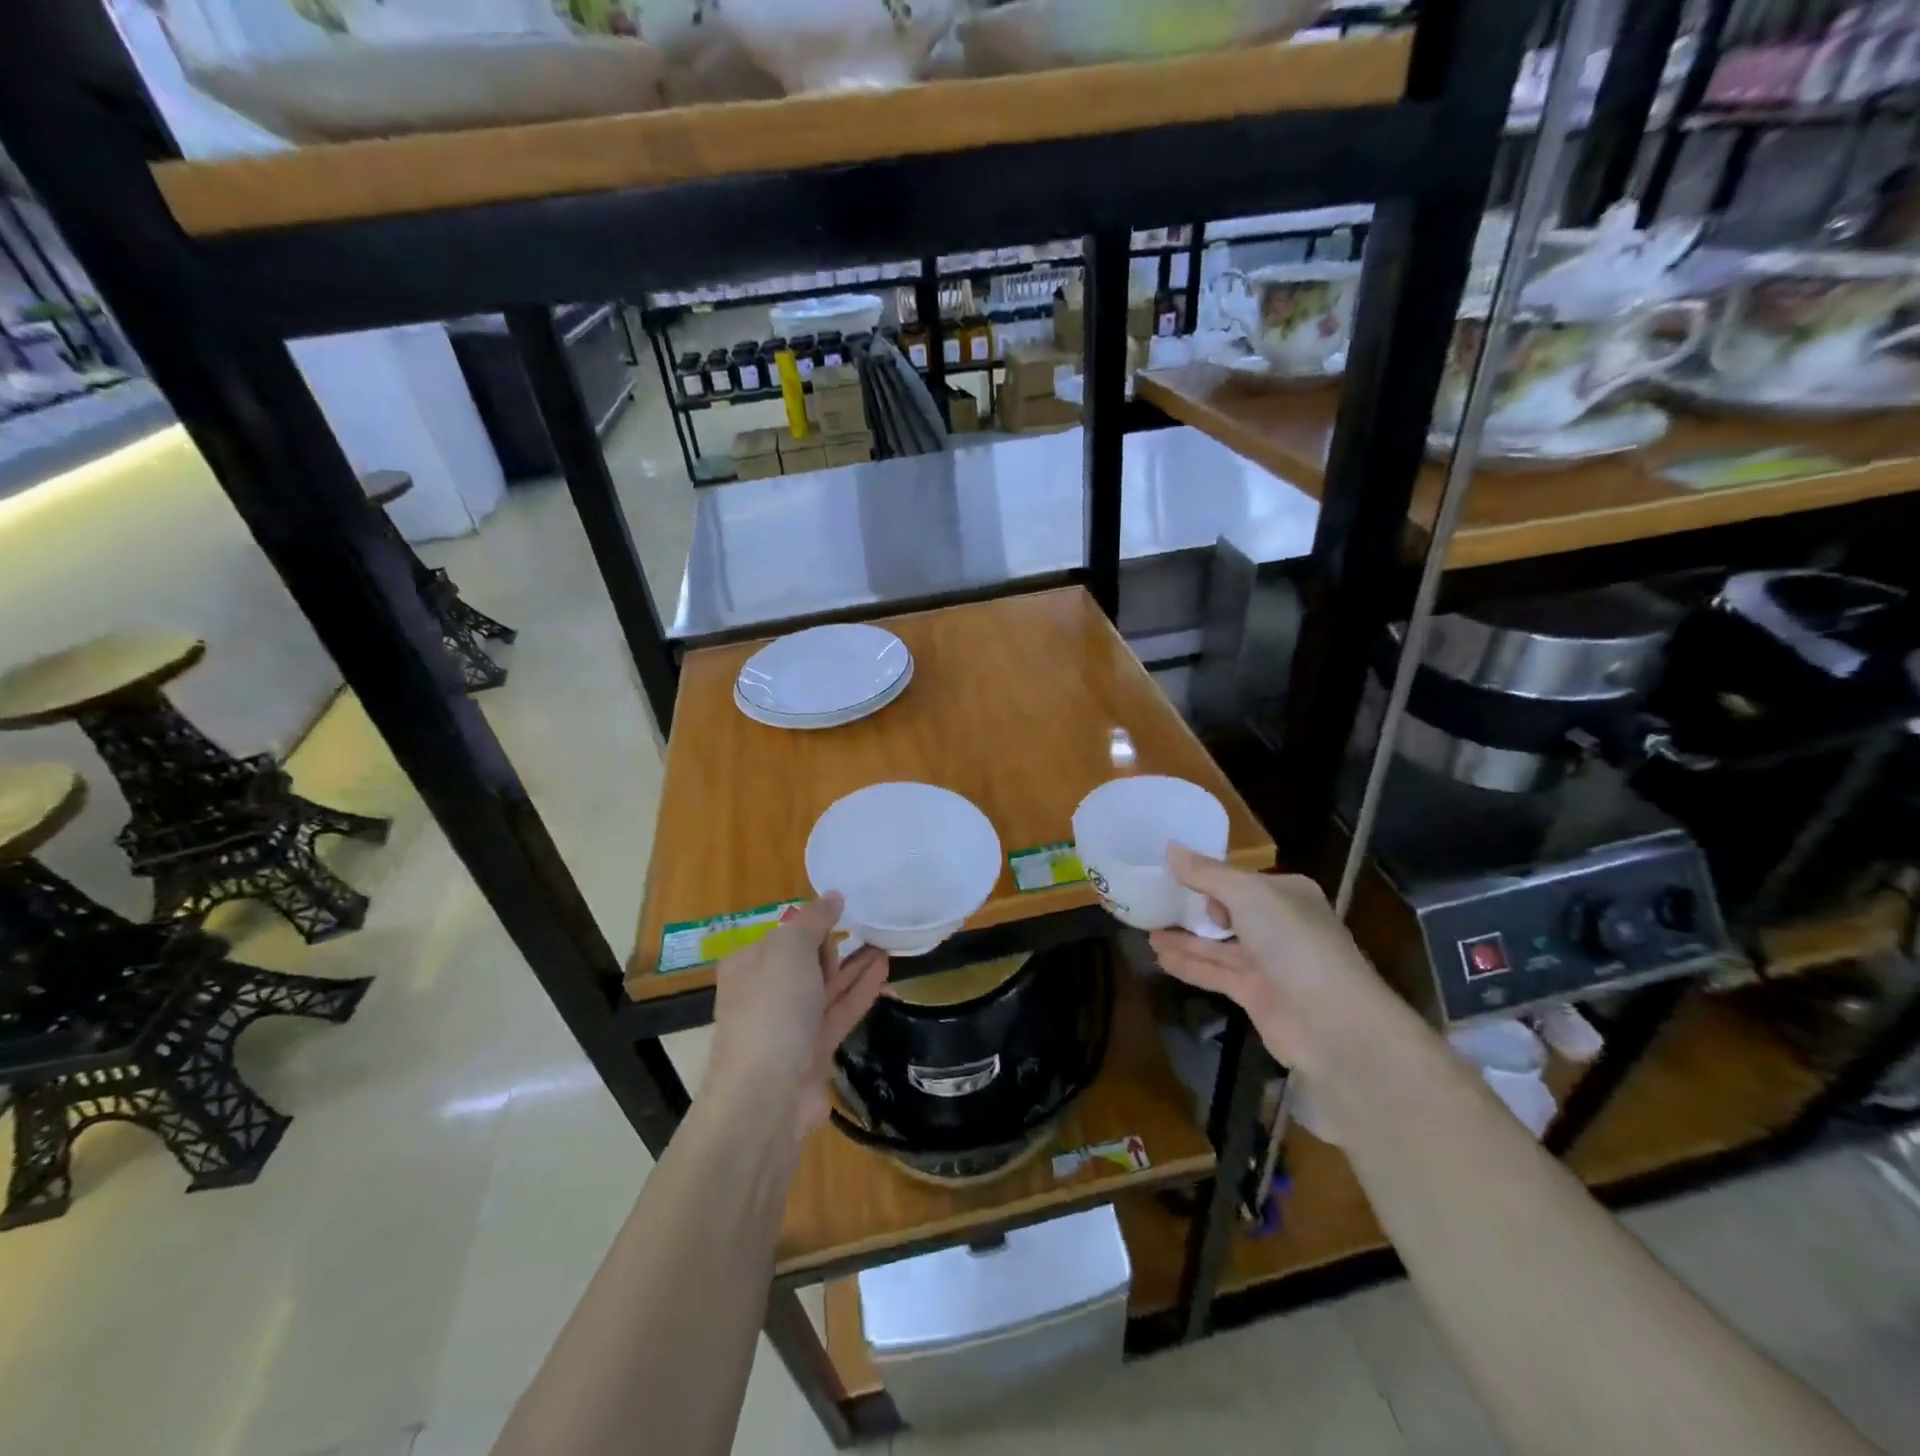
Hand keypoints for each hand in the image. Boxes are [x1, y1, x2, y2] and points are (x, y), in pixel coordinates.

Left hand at [705, 894, 889, 1138]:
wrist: (766, 1095)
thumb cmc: (772, 1009)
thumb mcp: (790, 949)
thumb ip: (814, 920)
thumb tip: (833, 896)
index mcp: (748, 965)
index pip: (784, 935)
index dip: (813, 925)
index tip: (844, 916)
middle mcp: (765, 993)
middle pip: (805, 961)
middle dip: (837, 946)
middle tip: (872, 928)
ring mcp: (788, 1025)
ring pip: (826, 987)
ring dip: (855, 966)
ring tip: (887, 943)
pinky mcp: (811, 1050)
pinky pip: (838, 1012)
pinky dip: (859, 991)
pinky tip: (883, 970)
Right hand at [1147, 847, 1396, 1075]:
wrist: (1333, 1023)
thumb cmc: (1293, 943)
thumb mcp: (1247, 895)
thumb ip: (1206, 874)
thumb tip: (1169, 848)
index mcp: (1286, 894)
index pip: (1240, 879)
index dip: (1207, 874)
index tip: (1169, 870)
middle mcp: (1279, 925)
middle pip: (1228, 911)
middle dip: (1192, 907)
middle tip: (1151, 899)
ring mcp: (1268, 962)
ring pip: (1217, 944)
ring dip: (1184, 937)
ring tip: (1145, 929)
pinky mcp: (1255, 994)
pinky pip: (1214, 972)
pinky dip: (1188, 964)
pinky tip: (1159, 956)